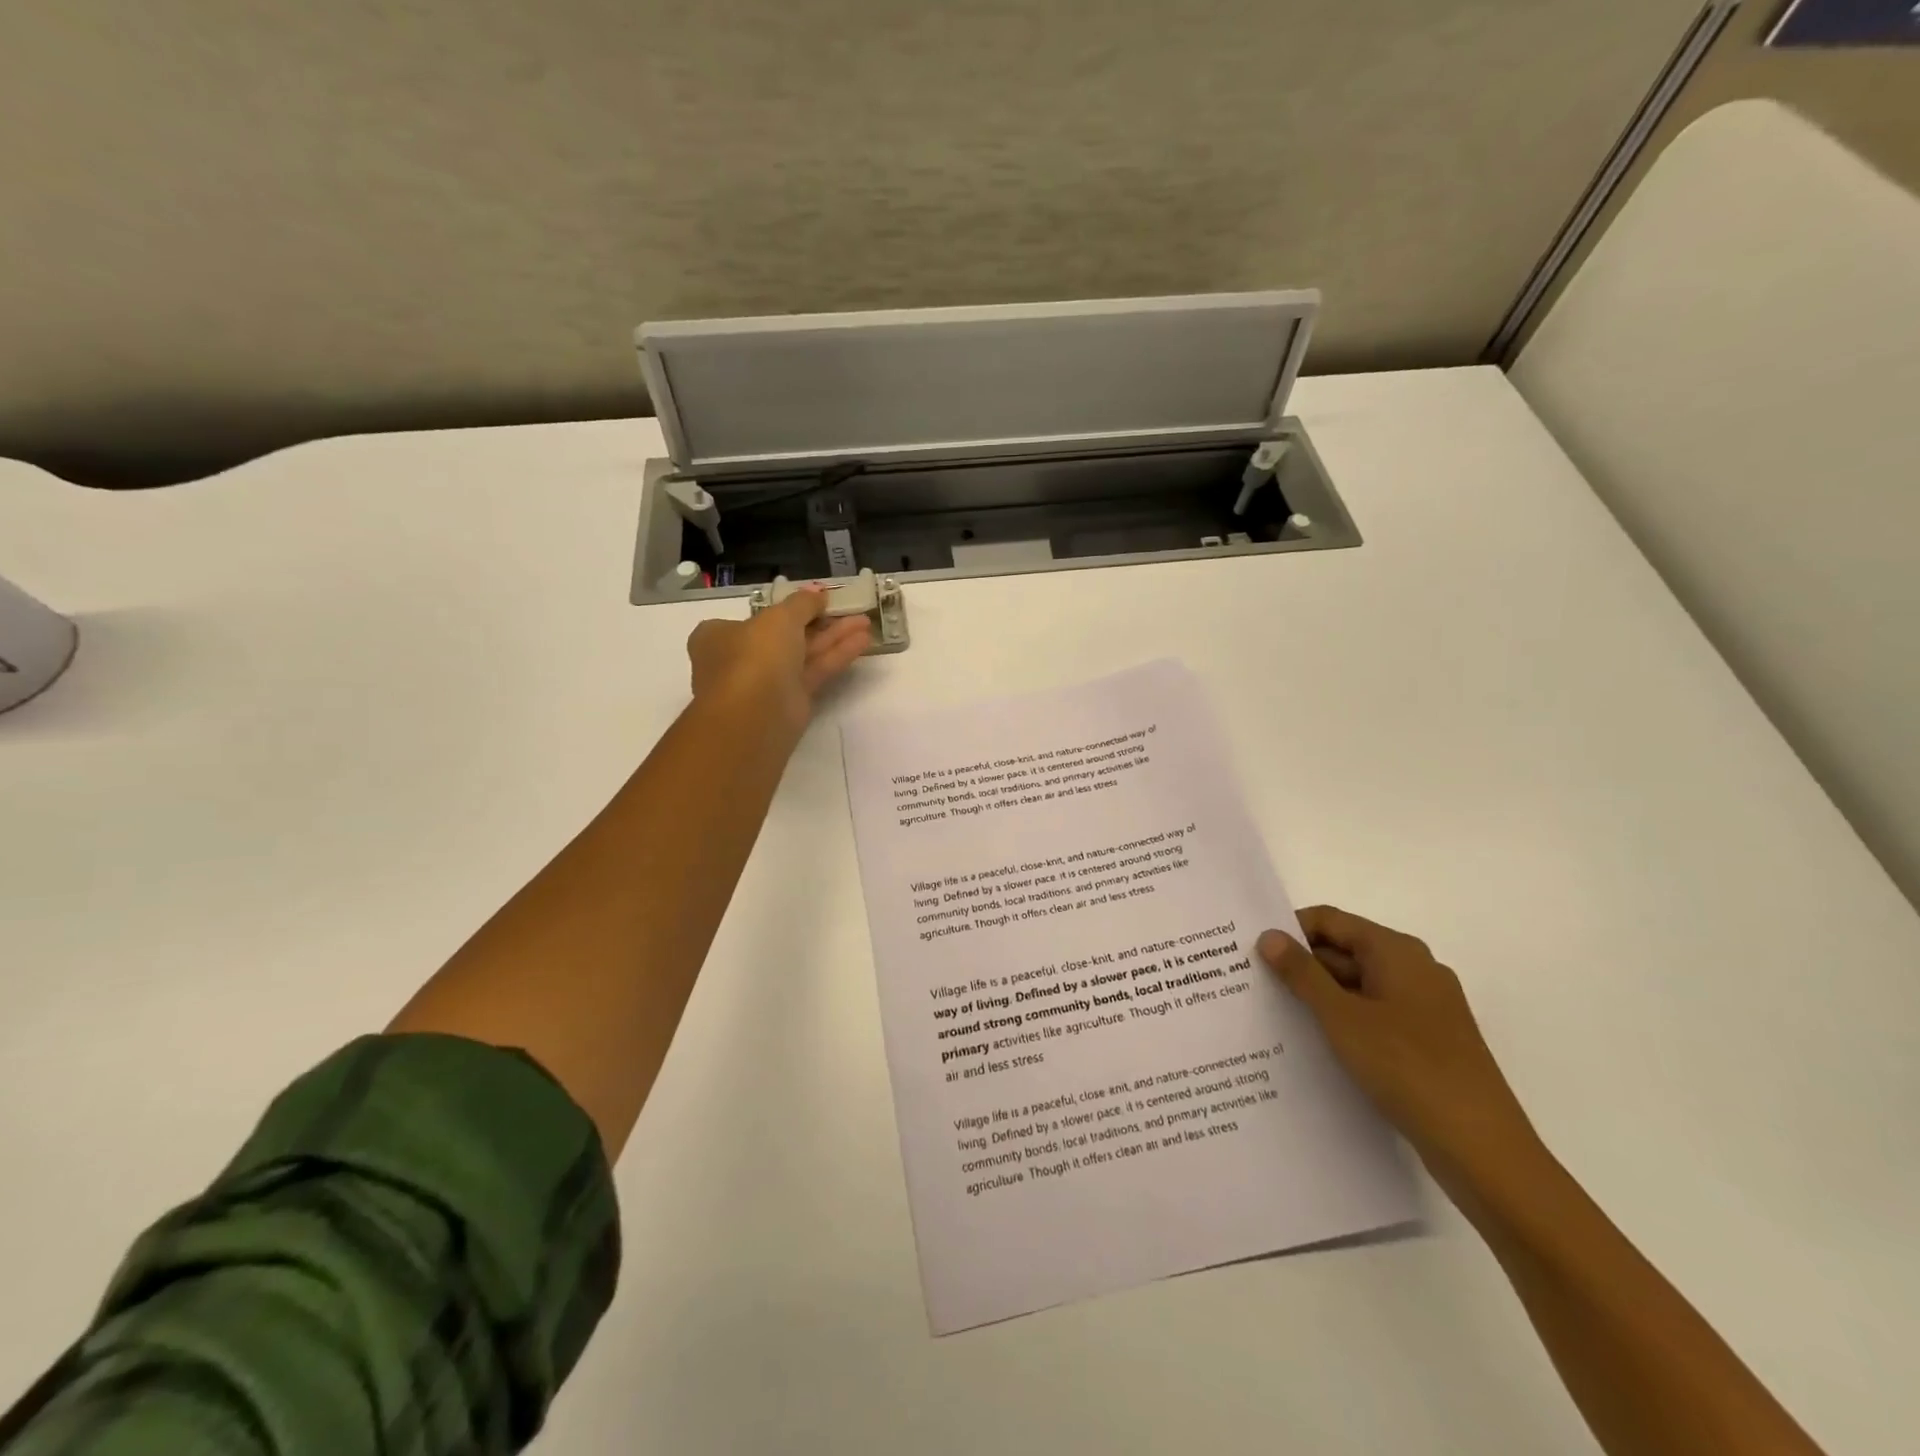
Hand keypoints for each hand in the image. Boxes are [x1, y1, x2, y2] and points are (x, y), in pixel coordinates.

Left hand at [687, 588, 871, 729]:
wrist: (755, 715)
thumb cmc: (755, 656)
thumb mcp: (779, 617)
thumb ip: (802, 603)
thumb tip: (818, 592)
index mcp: (720, 635)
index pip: (756, 617)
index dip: (787, 607)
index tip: (817, 600)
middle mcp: (741, 658)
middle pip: (786, 634)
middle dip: (819, 620)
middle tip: (848, 608)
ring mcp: (767, 681)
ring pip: (804, 653)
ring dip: (834, 636)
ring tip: (866, 621)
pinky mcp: (791, 700)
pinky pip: (815, 671)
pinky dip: (836, 656)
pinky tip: (863, 641)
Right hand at [1258, 907, 1541, 1200]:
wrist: (1484, 1151)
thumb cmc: (1409, 1069)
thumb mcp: (1342, 1018)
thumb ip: (1302, 974)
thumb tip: (1269, 935)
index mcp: (1396, 952)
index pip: (1330, 920)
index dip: (1289, 929)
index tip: (1251, 951)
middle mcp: (1413, 969)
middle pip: (1343, 950)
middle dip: (1299, 965)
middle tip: (1253, 984)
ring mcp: (1423, 1008)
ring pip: (1356, 986)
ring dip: (1318, 996)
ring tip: (1273, 1014)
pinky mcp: (1425, 1042)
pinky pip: (1372, 1015)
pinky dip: (1341, 1021)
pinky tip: (1313, 1043)